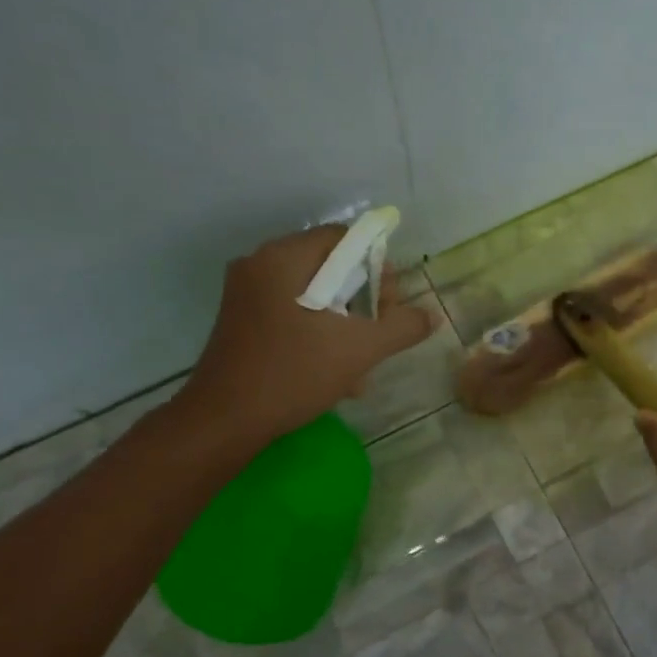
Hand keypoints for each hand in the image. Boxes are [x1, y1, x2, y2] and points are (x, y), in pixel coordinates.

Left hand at [170, 225, 434, 458]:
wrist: (226, 418)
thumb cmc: (295, 371)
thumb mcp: (361, 348)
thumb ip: (402, 326)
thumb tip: (431, 316)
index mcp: (285, 257)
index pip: (345, 238)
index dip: (378, 267)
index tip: (391, 305)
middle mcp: (261, 264)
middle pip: (330, 266)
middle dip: (364, 299)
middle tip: (380, 334)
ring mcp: (247, 293)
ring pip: (314, 294)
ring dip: (346, 321)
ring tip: (363, 360)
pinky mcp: (242, 320)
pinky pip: (292, 312)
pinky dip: (319, 331)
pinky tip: (335, 368)